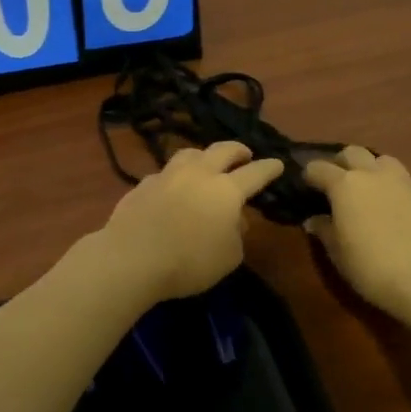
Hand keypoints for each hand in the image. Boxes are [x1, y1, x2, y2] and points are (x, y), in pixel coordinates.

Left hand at [98, 142, 285, 301]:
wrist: (132, 258)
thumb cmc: (189, 261)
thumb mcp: (228, 257)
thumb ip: (237, 235)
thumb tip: (235, 220)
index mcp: (226, 190)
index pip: (255, 173)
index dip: (269, 168)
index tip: (278, 163)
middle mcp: (198, 174)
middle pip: (222, 150)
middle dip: (238, 150)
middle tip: (245, 154)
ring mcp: (167, 175)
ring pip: (190, 154)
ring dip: (204, 156)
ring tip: (207, 163)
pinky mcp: (141, 185)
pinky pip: (165, 174)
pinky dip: (175, 177)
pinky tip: (172, 188)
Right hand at [304, 147, 410, 319]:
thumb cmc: (372, 267)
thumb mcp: (338, 253)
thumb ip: (324, 230)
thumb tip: (314, 219)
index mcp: (345, 185)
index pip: (318, 168)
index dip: (309, 176)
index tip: (306, 187)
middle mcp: (373, 175)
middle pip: (352, 152)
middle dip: (341, 163)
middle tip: (337, 184)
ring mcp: (404, 182)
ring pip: (383, 160)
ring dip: (371, 169)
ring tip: (369, 191)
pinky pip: (404, 182)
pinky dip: (394, 189)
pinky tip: (395, 211)